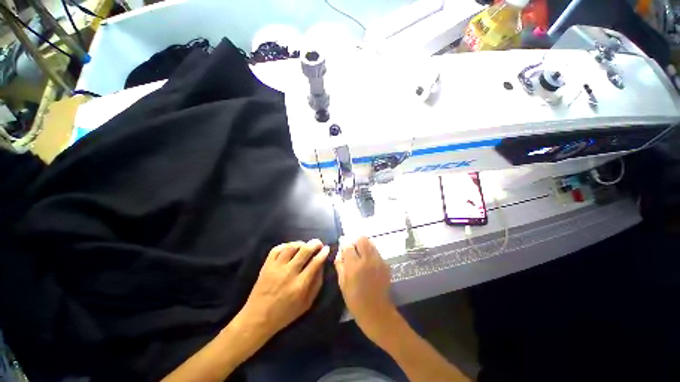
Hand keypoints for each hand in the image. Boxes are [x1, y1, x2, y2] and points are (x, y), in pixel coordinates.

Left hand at [238, 240, 329, 337]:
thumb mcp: (306, 304)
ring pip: (291, 247)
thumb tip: (321, 266)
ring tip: (305, 245)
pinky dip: (285, 245)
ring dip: (301, 243)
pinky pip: (277, 249)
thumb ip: (316, 284)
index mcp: (300, 285)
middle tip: (319, 243)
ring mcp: (276, 268)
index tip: (327, 249)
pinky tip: (290, 248)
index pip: (315, 262)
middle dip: (315, 243)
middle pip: (305, 250)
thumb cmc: (285, 313)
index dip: (323, 253)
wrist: (257, 318)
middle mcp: (289, 273)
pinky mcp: (266, 265)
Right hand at [334, 236, 395, 339]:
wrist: (377, 312)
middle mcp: (368, 260)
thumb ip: (340, 264)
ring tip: (360, 253)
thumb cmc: (355, 300)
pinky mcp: (385, 264)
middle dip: (355, 240)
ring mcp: (378, 261)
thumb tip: (340, 251)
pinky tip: (367, 261)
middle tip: (351, 247)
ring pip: (370, 243)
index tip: (342, 242)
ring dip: (363, 244)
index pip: (348, 245)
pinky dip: (370, 251)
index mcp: (354, 266)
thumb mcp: (342, 283)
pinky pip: (376, 251)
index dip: (344, 242)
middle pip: (362, 239)